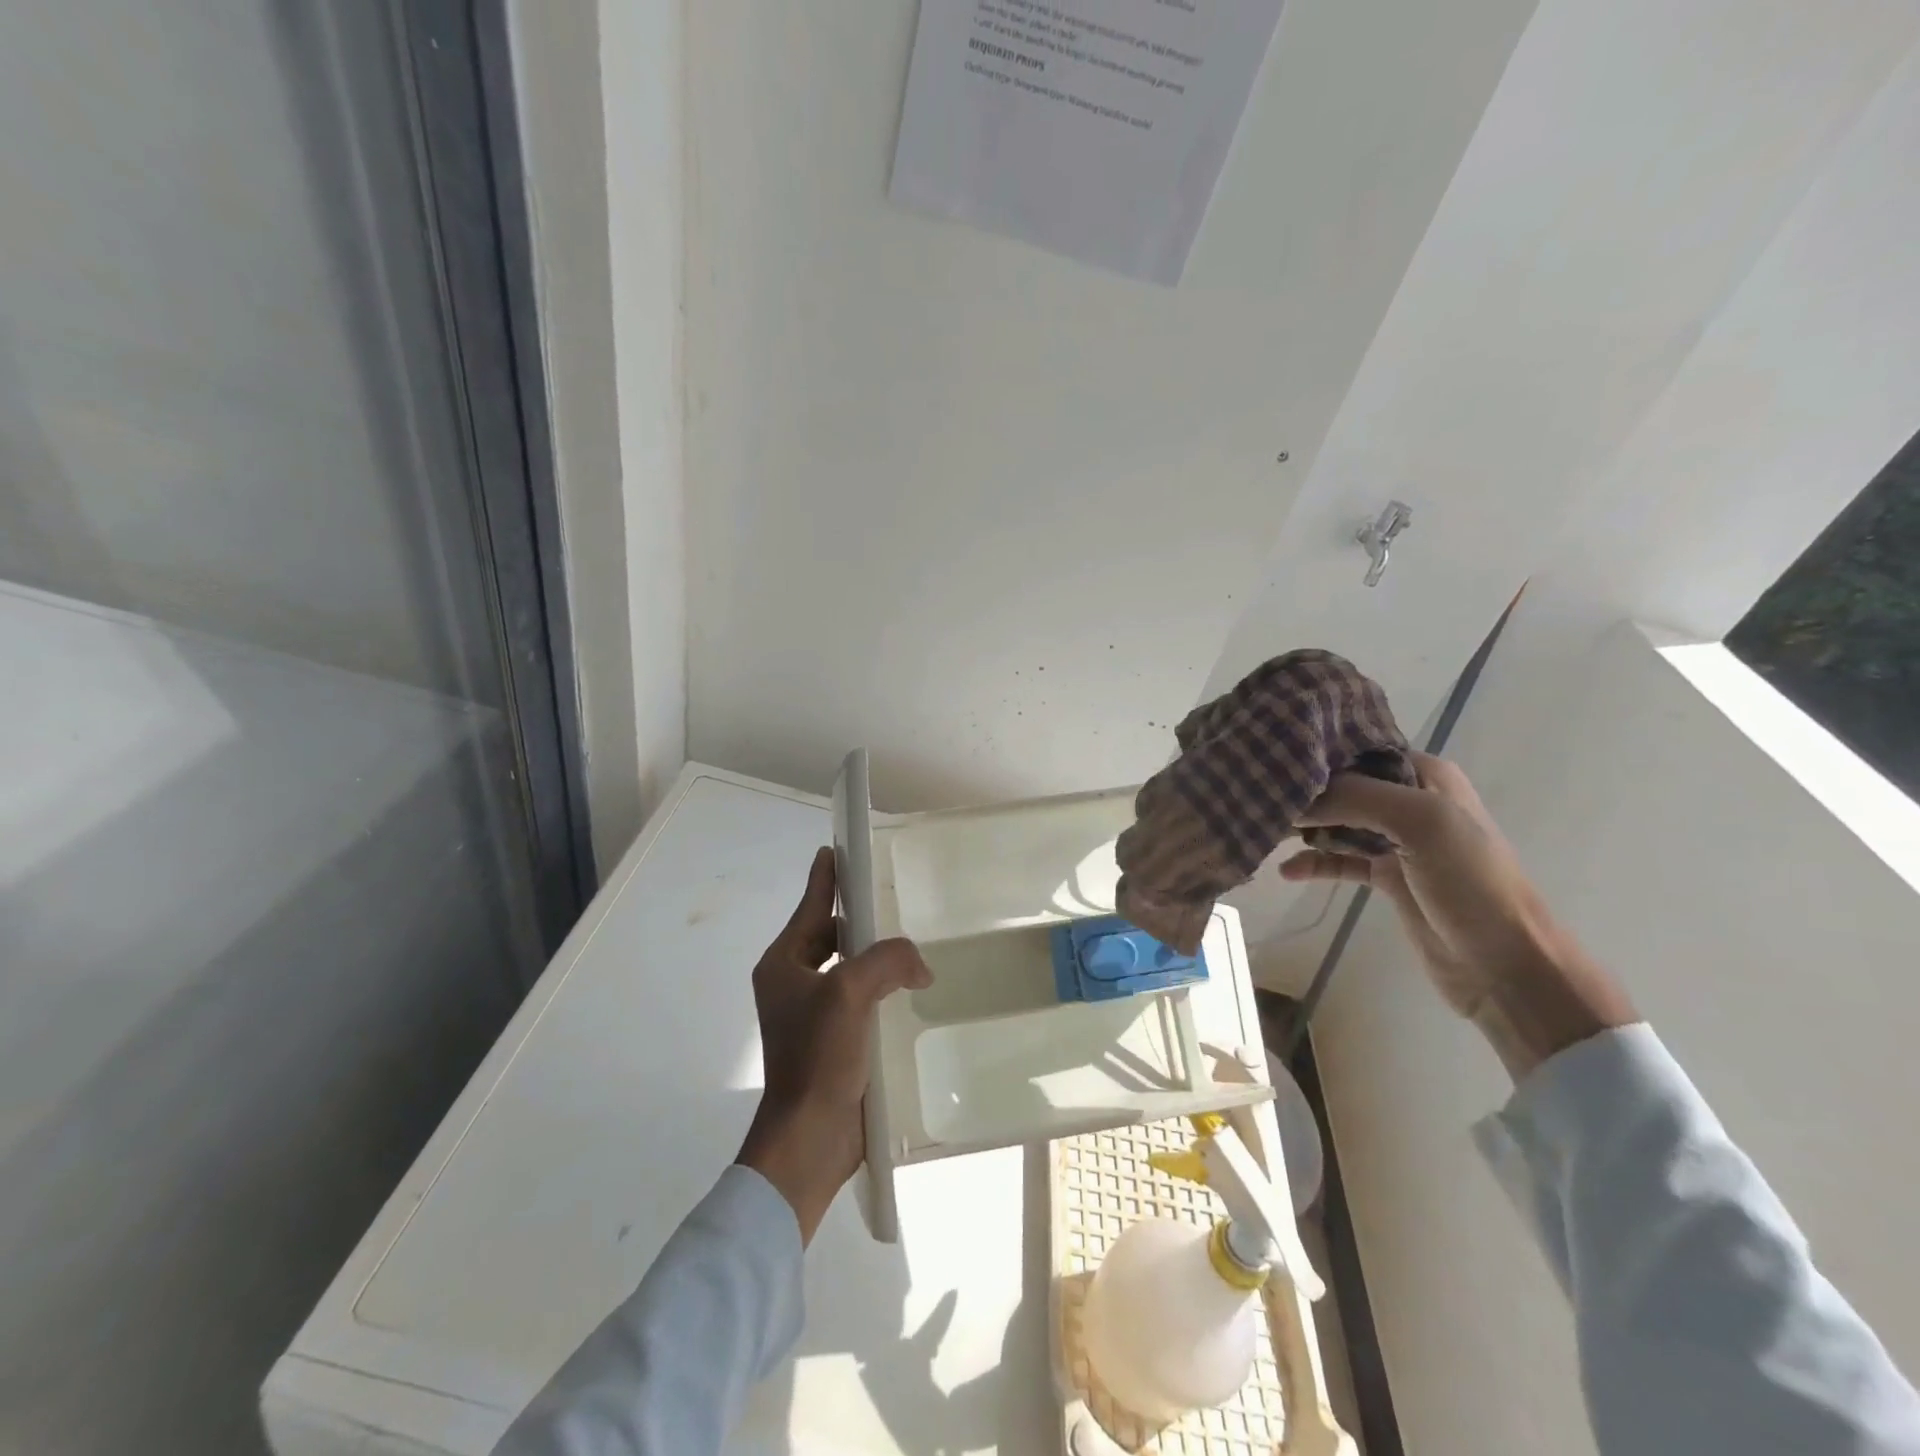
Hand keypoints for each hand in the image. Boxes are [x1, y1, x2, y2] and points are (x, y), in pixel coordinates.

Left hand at [737, 847, 930, 1242]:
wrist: (809, 1139)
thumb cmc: (818, 1056)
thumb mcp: (851, 993)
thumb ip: (888, 960)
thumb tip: (918, 964)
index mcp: (784, 963)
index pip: (810, 905)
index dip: (826, 876)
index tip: (838, 848)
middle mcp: (793, 982)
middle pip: (830, 933)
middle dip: (859, 918)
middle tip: (894, 900)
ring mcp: (812, 1013)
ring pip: (848, 967)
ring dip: (875, 956)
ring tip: (910, 944)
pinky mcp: (833, 1039)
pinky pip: (860, 998)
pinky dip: (882, 988)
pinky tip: (910, 990)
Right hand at [1279, 752, 1635, 1079]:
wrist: (1506, 965)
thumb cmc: (1471, 882)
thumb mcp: (1421, 823)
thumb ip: (1356, 797)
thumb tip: (1294, 795)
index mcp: (1425, 776)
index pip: (1359, 750)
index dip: (1317, 753)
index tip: (1271, 757)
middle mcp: (1411, 801)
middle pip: (1343, 786)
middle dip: (1303, 791)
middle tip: (1255, 795)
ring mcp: (1398, 841)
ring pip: (1337, 822)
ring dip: (1303, 827)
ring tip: (1262, 830)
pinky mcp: (1387, 877)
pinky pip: (1339, 860)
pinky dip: (1313, 863)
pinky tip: (1286, 871)